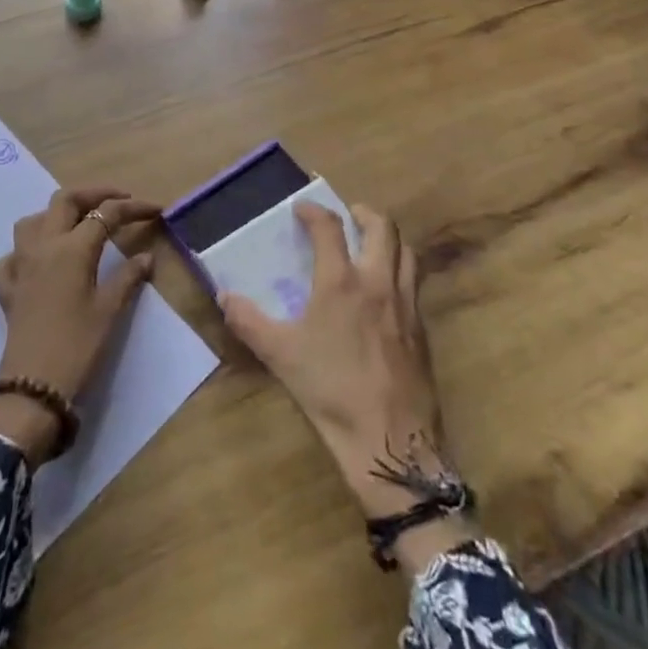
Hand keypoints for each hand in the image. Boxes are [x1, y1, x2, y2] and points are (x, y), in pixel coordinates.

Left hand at [0, 186, 160, 465]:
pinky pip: (9, 257)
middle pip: (65, 200)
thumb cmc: (78, 347)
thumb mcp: (110, 310)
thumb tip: (146, 257)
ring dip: (56, 214)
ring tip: (78, 224)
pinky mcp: (7, 289)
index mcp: (72, 248)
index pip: (106, 214)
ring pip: (33, 220)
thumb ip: (128, 277)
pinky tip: (37, 262)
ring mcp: (20, 265)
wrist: (33, 388)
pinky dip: (23, 252)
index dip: (133, 208)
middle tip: (119, 202)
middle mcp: (44, 246)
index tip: (156, 209)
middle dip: (94, 194)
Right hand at [221, 202, 477, 570]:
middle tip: (347, 215)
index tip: (302, 207)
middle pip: (382, 227)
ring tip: (370, 244)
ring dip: (388, 238)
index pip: (329, 228)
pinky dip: (400, 270)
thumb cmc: (332, 391)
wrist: (391, 441)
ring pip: (406, 252)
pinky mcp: (422, 329)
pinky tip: (385, 292)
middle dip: (363, 213)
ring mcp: (406, 305)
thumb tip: (225, 296)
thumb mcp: (280, 355)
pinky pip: (414, 283)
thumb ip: (249, 321)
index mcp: (342, 282)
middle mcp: (378, 282)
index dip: (314, 211)